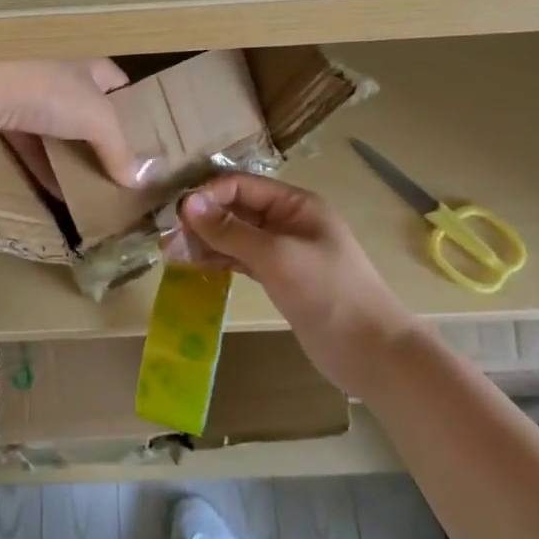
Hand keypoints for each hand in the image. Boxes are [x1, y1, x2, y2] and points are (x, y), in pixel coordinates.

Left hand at [0, 59, 139, 192]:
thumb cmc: (49, 88)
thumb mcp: (97, 120)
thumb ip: (118, 149)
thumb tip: (136, 179)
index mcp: (86, 59)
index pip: (116, 83)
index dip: (130, 109)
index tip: (140, 140)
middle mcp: (55, 68)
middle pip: (83, 106)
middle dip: (96, 137)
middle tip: (113, 169)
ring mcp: (23, 87)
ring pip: (52, 124)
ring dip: (66, 153)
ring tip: (86, 186)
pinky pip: (24, 139)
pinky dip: (38, 161)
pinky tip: (52, 189)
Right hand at [176, 173, 417, 393]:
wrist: (372, 353)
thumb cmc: (329, 294)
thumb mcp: (277, 257)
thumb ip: (231, 230)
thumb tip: (187, 203)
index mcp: (295, 204)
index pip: (241, 186)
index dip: (208, 196)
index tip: (176, 215)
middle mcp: (287, 221)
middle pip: (235, 209)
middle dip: (202, 219)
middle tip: (167, 238)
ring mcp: (283, 251)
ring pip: (234, 235)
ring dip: (205, 241)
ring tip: (172, 254)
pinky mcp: (278, 278)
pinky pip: (240, 259)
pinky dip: (218, 260)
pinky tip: (193, 266)